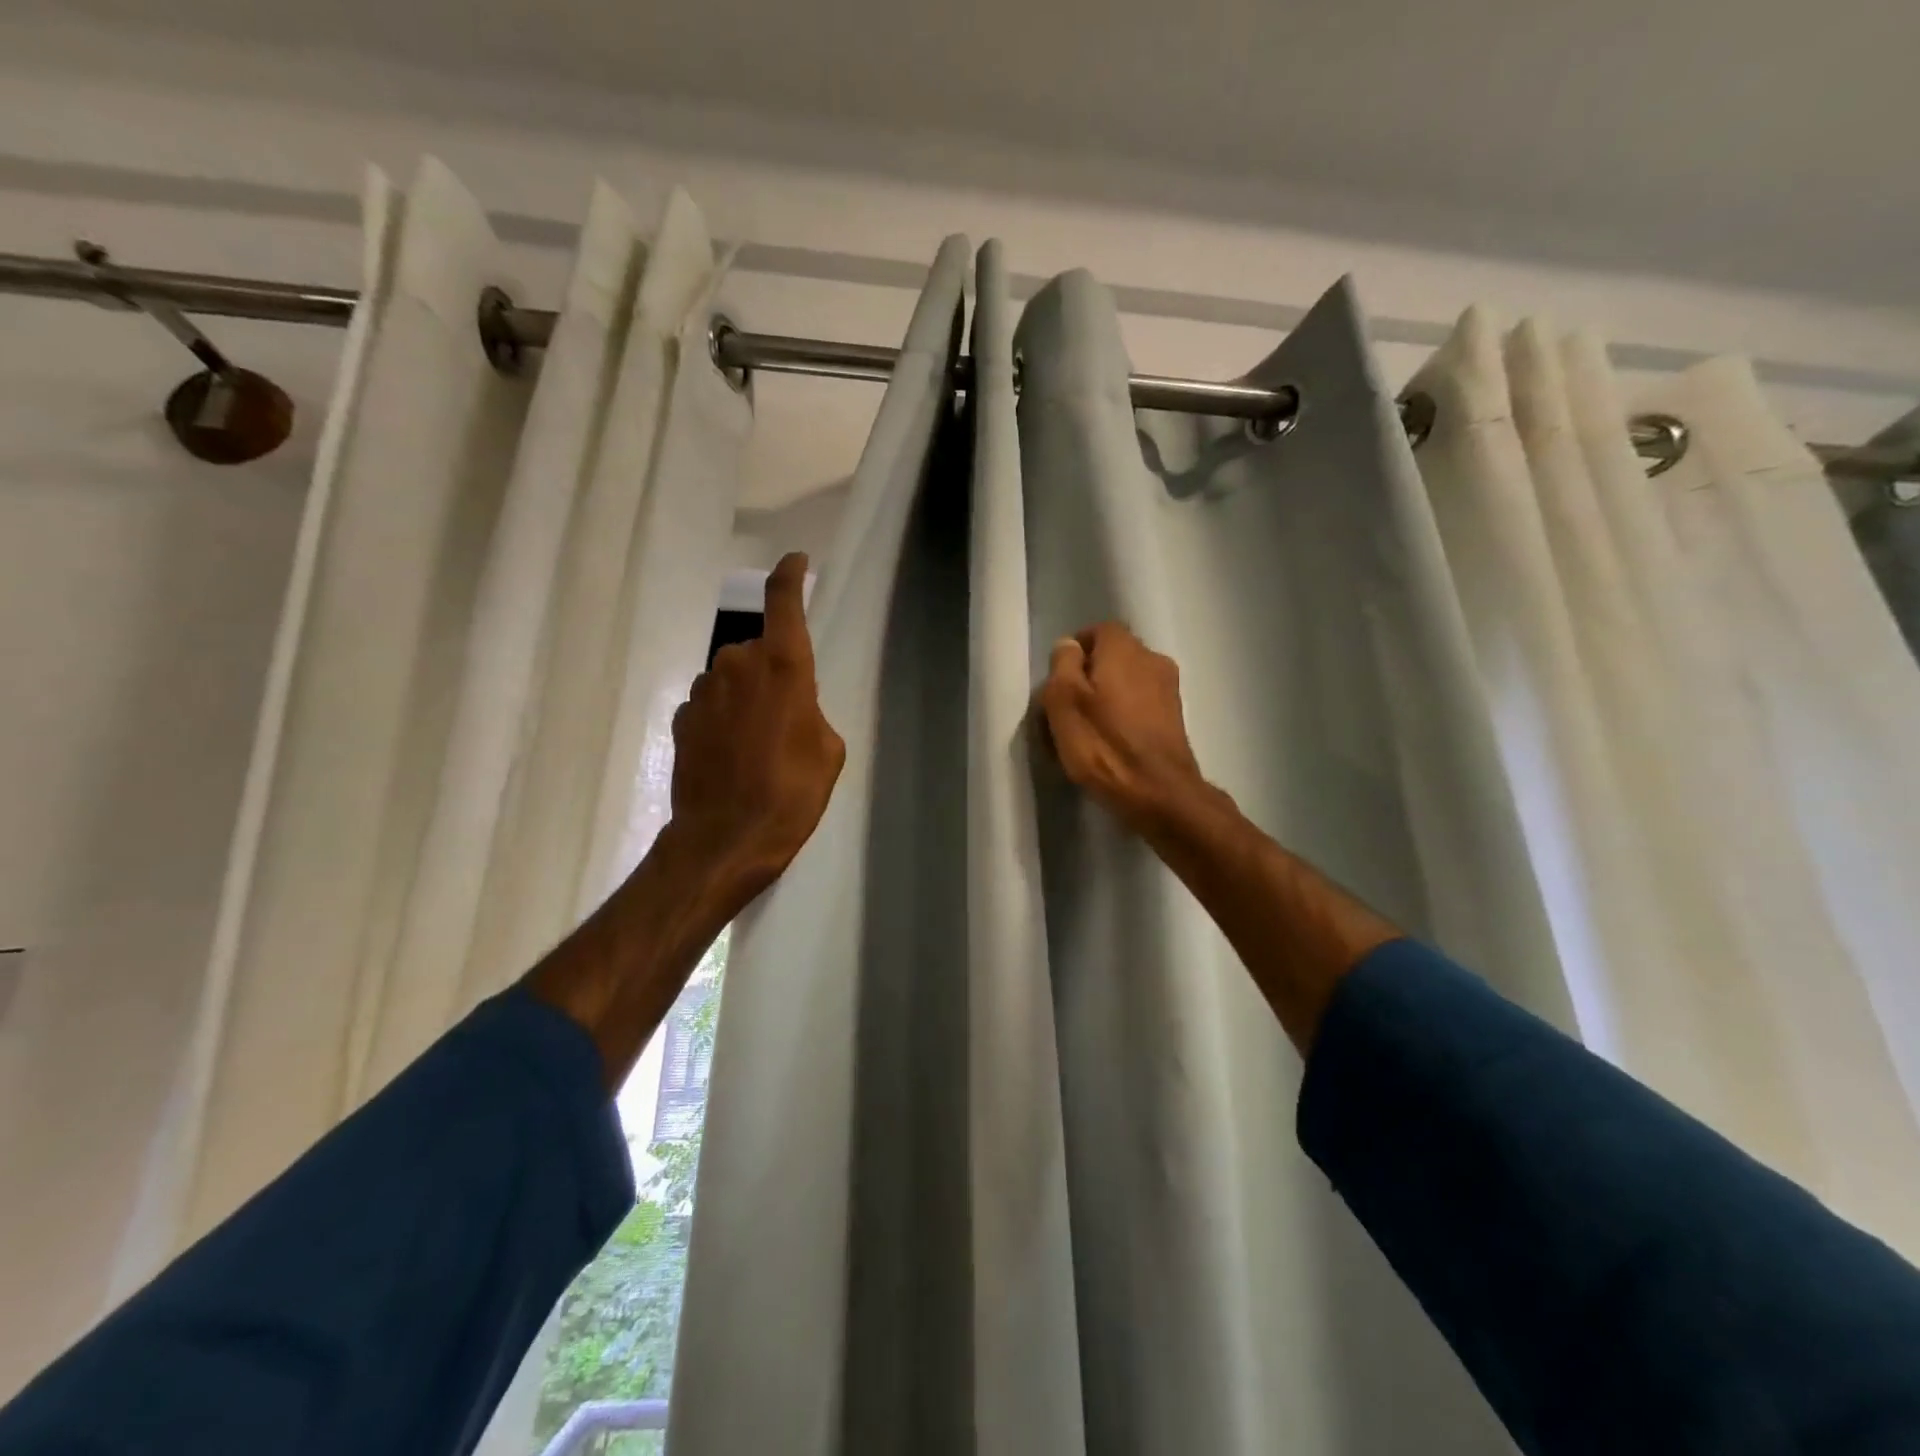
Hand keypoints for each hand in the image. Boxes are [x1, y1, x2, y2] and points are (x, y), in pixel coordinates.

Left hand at [668, 552, 845, 909]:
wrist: (726, 839)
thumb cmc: (792, 793)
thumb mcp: (827, 752)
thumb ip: (810, 711)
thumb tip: (790, 706)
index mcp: (782, 666)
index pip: (783, 601)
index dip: (790, 575)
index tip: (796, 561)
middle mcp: (737, 665)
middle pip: (757, 649)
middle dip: (772, 672)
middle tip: (787, 719)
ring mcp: (703, 691)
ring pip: (732, 678)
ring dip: (746, 698)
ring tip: (759, 746)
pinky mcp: (682, 719)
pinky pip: (711, 704)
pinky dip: (724, 719)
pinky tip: (733, 757)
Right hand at [1039, 621, 1211, 835]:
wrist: (1159, 792)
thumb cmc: (1103, 744)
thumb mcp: (1063, 701)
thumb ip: (1063, 665)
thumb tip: (1069, 646)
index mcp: (1124, 649)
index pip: (1098, 630)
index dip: (1076, 651)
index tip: (1058, 680)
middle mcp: (1153, 659)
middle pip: (1115, 655)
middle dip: (1091, 674)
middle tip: (1069, 706)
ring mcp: (1170, 689)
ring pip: (1130, 681)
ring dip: (1109, 696)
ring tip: (1089, 728)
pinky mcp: (1176, 719)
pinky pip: (1143, 704)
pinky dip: (1126, 715)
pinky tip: (1113, 741)